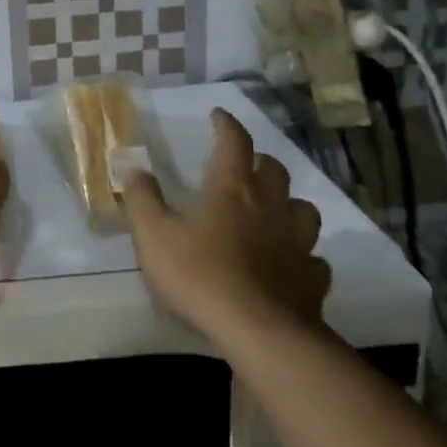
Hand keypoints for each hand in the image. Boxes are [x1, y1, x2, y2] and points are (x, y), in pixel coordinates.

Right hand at [121, 108, 330, 341]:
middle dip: (259, 161)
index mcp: (232, 189)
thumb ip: (142, 198)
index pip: (234, 143)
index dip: (227, 125)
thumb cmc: (199, 275)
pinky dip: (302, 256)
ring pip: (303, 210)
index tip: (219, 115)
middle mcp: (270, 207)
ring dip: (288, 204)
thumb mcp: (153, 234)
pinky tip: (290, 265)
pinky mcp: (312, 279)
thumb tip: (133, 167)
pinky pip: (313, 258)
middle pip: (274, 170)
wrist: (257, 332)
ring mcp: (297, 243)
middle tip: (244, 166)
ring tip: (273, 212)